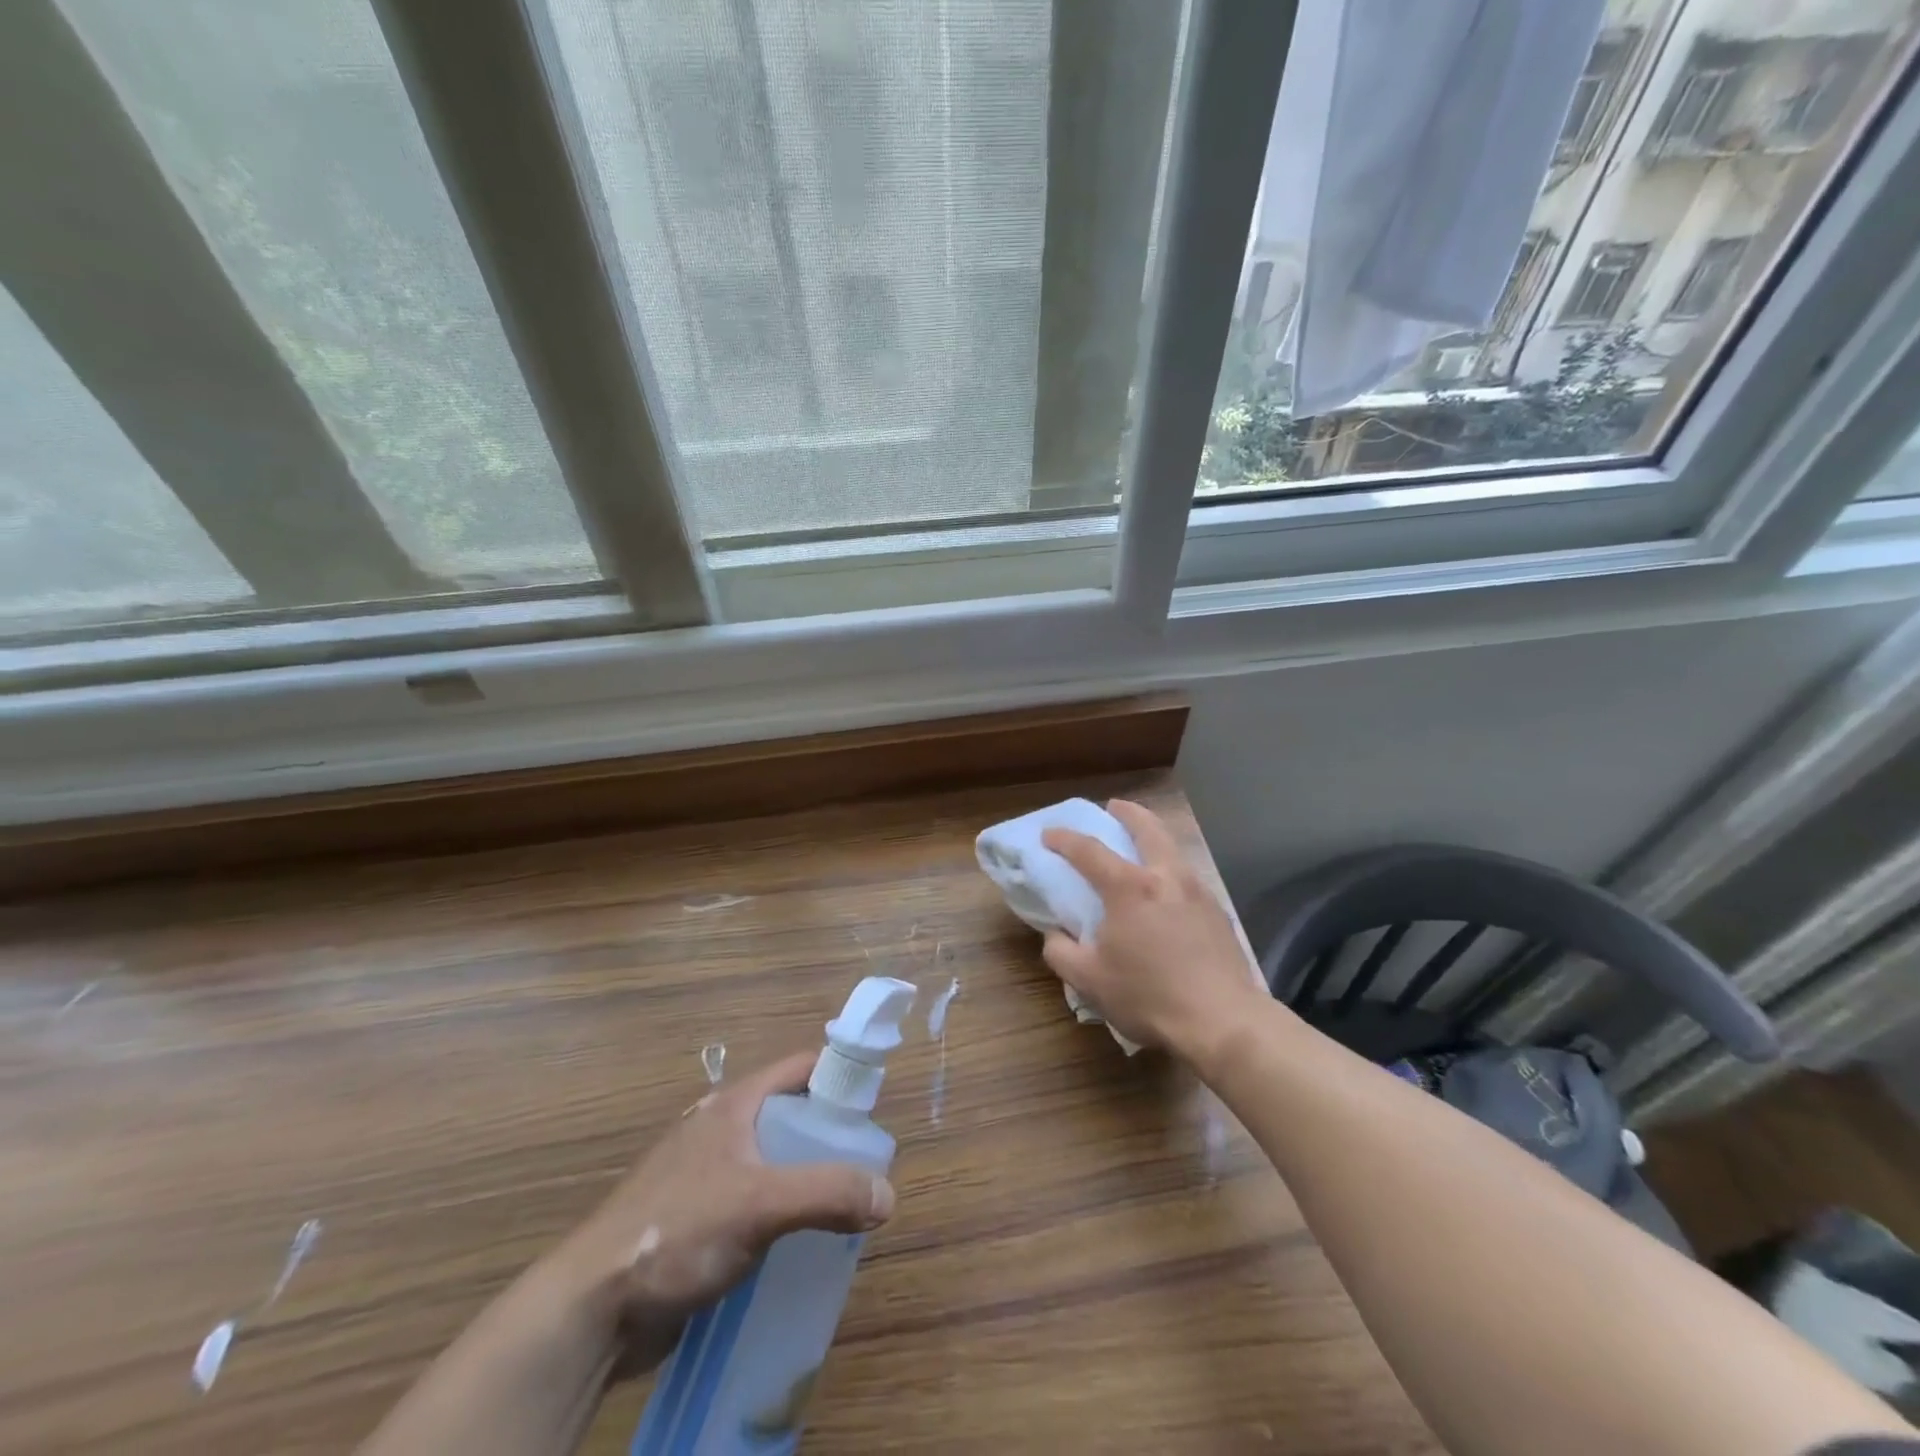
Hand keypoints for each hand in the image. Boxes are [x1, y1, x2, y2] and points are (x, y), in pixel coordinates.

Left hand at [545, 1052, 894, 1375]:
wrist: (589, 1308)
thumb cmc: (676, 1232)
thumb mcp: (760, 1204)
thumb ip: (827, 1193)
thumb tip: (889, 1194)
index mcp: (734, 1104)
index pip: (801, 1067)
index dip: (840, 1075)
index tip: (876, 1105)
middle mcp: (722, 1128)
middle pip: (791, 1115)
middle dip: (829, 1138)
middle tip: (864, 1169)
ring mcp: (706, 1174)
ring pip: (774, 1161)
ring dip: (807, 1179)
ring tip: (842, 1209)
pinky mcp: (698, 1218)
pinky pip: (755, 1201)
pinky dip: (782, 1212)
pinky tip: (799, 1244)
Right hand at [1041, 799, 1266, 1060]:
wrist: (1223, 1021)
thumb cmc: (1149, 996)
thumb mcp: (1089, 980)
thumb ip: (1061, 952)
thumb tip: (1056, 934)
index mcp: (1129, 887)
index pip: (1088, 850)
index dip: (1064, 839)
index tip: (1049, 835)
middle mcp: (1165, 877)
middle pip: (1147, 828)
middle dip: (1127, 812)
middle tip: (1113, 807)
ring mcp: (1197, 891)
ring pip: (1173, 849)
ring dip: (1153, 837)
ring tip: (1142, 846)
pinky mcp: (1218, 912)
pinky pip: (1188, 876)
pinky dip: (1170, 869)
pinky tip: (1167, 892)